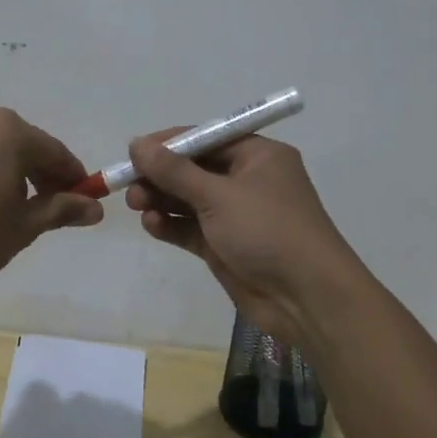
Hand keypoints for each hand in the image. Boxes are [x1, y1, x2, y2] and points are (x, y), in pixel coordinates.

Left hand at [0, 105, 103, 294]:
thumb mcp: (23, 227)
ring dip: (10, 175)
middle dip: (42, 177)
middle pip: (25, 147)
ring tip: (7, 213)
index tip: (83, 204)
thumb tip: (95, 207)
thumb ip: (62, 210)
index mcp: (10, 131)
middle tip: (48, 212)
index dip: (74, 180)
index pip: (56, 153)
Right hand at [125, 131, 360, 348]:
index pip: (206, 138)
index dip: (169, 144)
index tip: (133, 152)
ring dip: (162, 200)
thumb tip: (136, 143)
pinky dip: (171, 225)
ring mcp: (236, 215)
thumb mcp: (218, 195)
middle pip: (194, 169)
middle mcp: (247, 180)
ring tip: (137, 206)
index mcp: (257, 156)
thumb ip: (174, 171)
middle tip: (129, 185)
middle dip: (160, 175)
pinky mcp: (226, 246)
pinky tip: (152, 226)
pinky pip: (191, 228)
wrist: (307, 299)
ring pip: (189, 199)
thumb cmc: (268, 231)